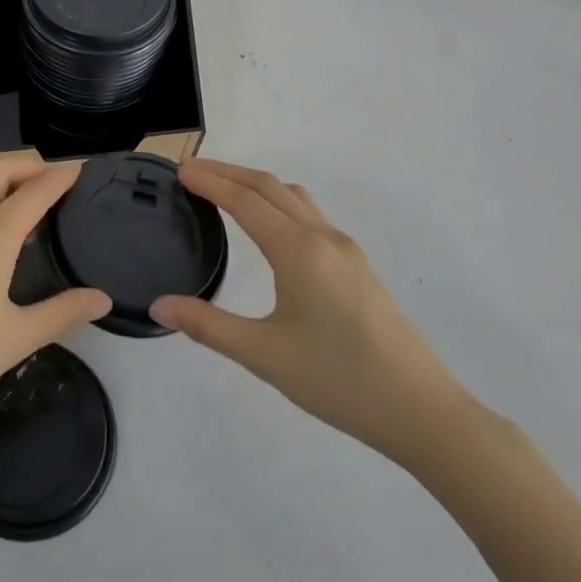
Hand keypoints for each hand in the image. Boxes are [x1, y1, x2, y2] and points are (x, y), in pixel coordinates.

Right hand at [150, 158, 472, 468]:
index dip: (210, 181)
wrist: (422, 410)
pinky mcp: (357, 267)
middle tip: (192, 173)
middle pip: (269, 186)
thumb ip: (207, 326)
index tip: (179, 170)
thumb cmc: (338, 379)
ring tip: (225, 192)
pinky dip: (278, 204)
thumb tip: (158, 307)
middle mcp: (322, 237)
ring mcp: (345, 250)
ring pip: (294, 198)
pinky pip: (309, 216)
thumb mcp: (263, 355)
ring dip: (256, 185)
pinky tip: (269, 231)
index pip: (244, 200)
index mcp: (298, 250)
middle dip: (229, 173)